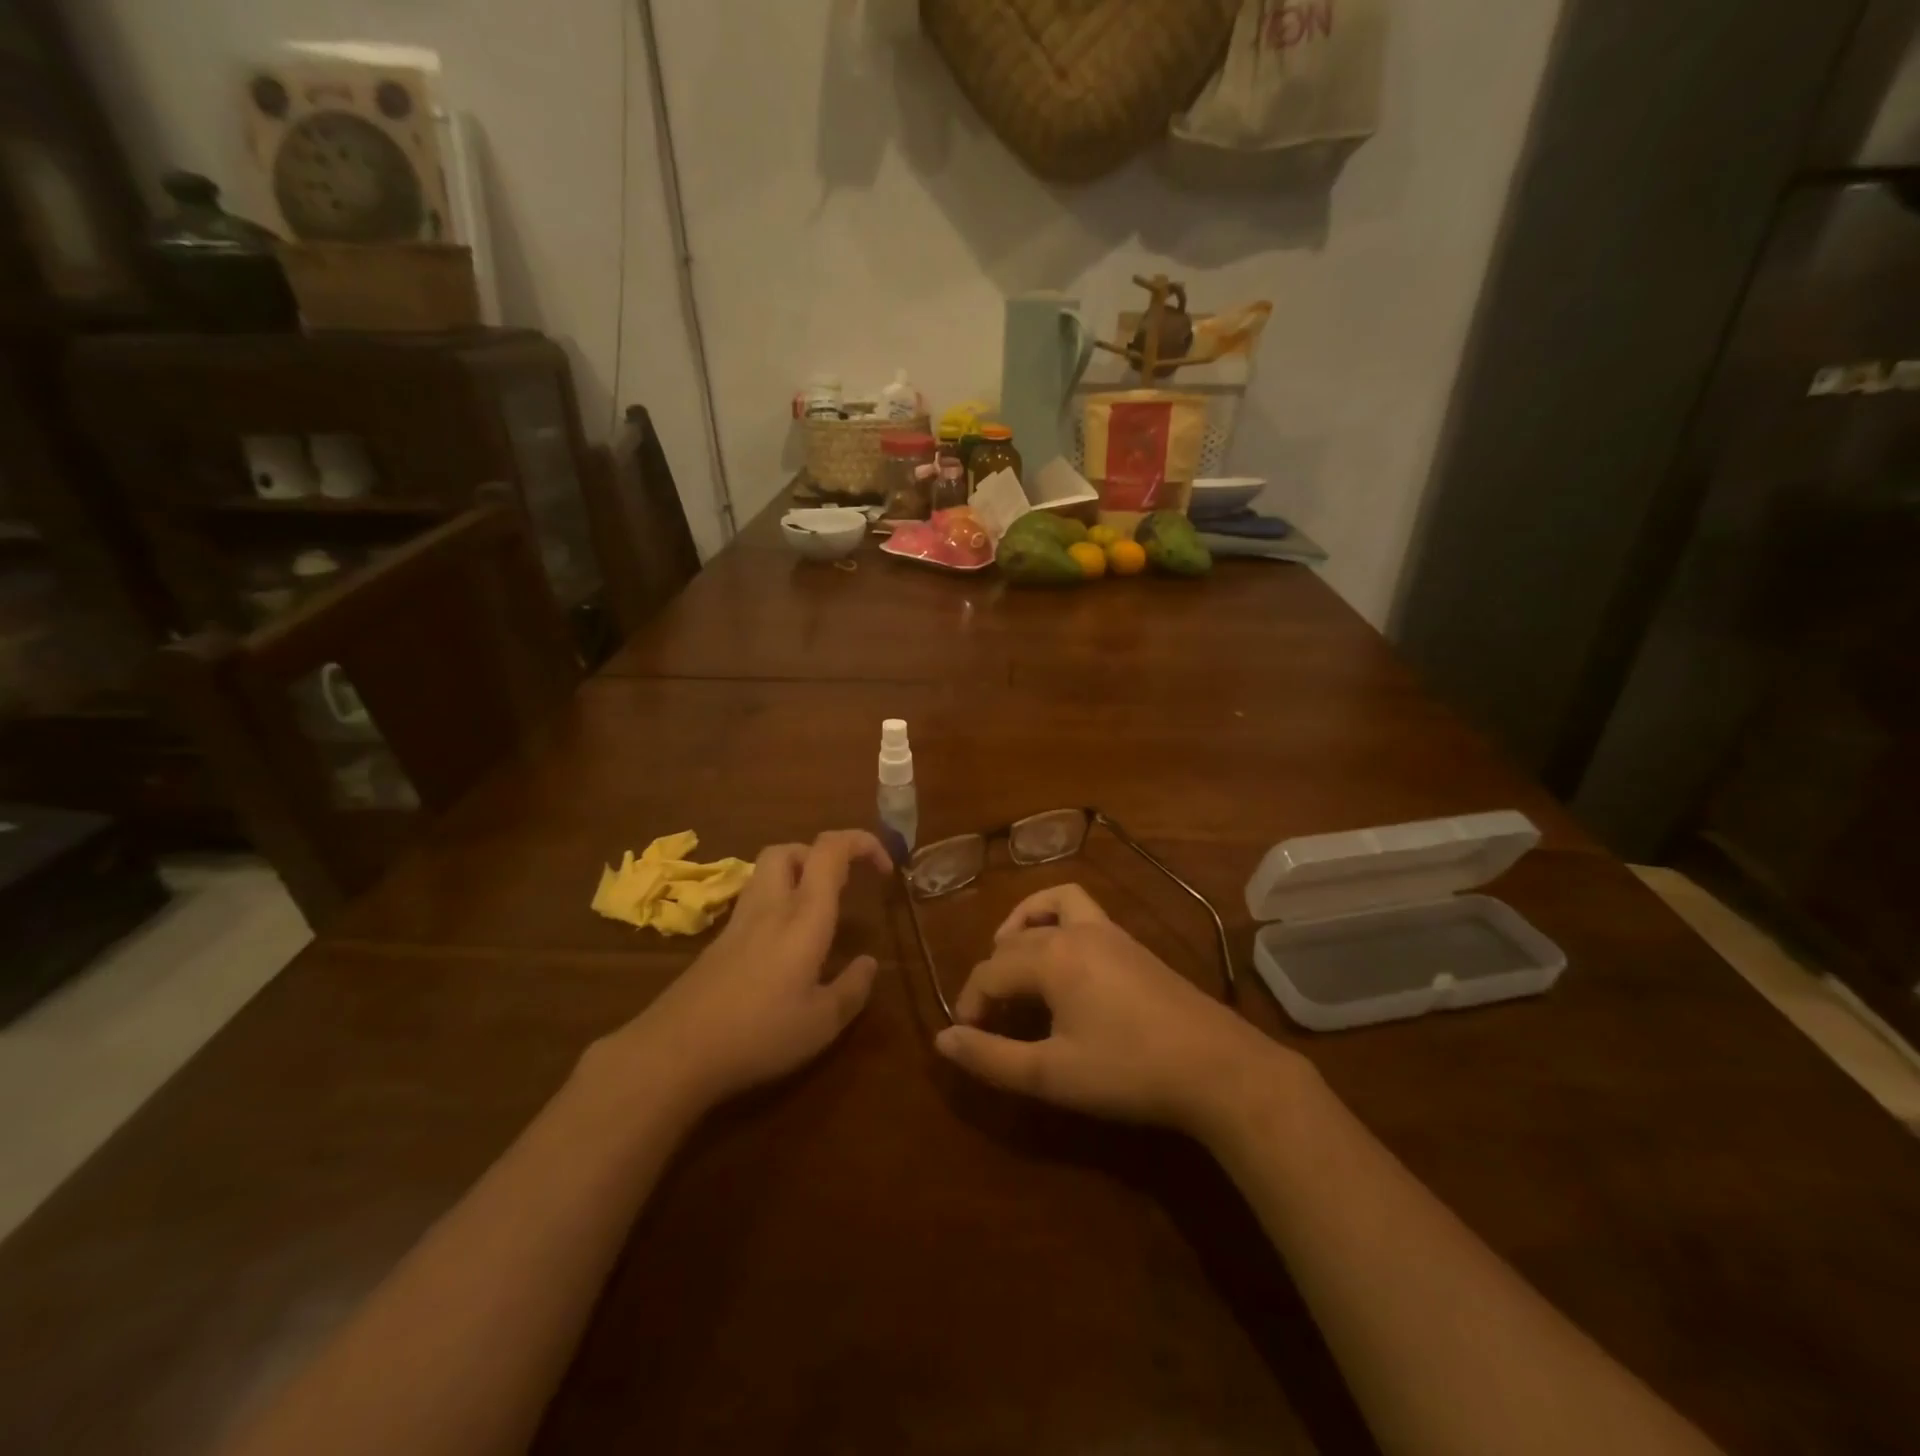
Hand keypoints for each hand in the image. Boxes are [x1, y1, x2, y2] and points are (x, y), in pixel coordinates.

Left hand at [591, 829, 892, 1116]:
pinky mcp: (719, 943)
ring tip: (817, 914)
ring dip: (797, 876)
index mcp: (804, 915)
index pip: (831, 850)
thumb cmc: (759, 1033)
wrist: (675, 1051)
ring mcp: (739, 922)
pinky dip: (777, 905)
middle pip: (790, 849)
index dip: (862, 843)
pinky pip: (754, 902)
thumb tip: (870, 963)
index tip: (885, 869)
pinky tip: (784, 948)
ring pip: (767, 872)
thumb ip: (852, 989)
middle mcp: (771, 906)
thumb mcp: (821, 1023)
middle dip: (822, 855)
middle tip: (843, 888)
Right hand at [934, 884, 1301, 1139]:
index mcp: (1051, 957)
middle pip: (1014, 941)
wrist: (1216, 1067)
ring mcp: (1108, 930)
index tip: (969, 1038)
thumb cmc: (1128, 1071)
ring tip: (1013, 961)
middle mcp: (1075, 930)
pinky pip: (1081, 910)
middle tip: (990, 1018)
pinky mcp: (1131, 942)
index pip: (990, 971)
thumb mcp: (1052, 1074)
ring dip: (1023, 926)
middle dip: (992, 975)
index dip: (971, 1004)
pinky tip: (1064, 960)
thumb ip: (992, 1057)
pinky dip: (1057, 920)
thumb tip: (942, 1040)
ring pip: (1050, 907)